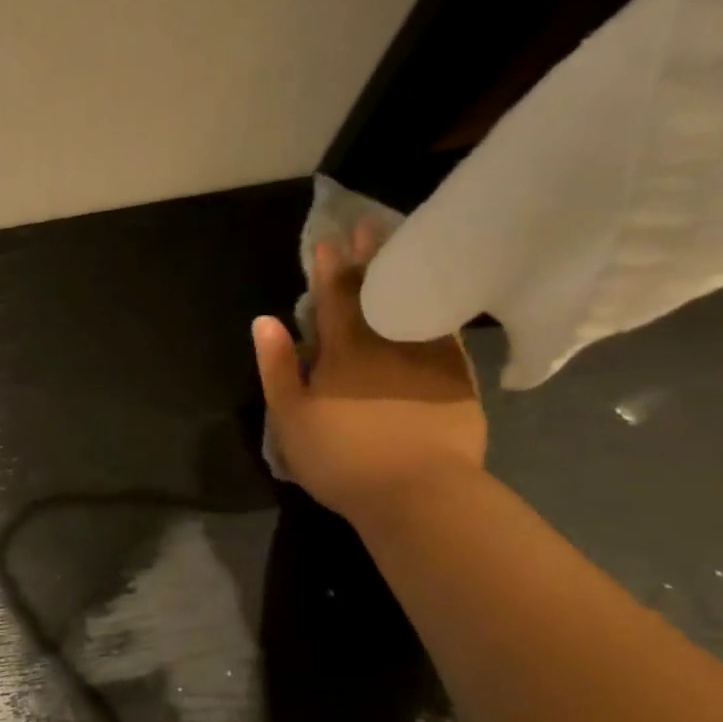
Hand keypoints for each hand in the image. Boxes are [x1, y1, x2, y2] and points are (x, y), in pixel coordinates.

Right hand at [253, 223, 486, 520]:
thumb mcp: (290, 417)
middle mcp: (386, 345)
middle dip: (370, 259)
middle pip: (377, 294)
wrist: (420, 496)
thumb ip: (277, 366)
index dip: (328, 268)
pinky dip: (439, 312)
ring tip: (406, 249)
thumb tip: (265, 320)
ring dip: (407, 276)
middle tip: (369, 225)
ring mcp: (427, 361)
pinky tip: (440, 301)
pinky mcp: (457, 382)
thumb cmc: (343, 458)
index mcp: (342, 352)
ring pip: (415, 306)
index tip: (327, 238)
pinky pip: (446, 335)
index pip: (333, 299)